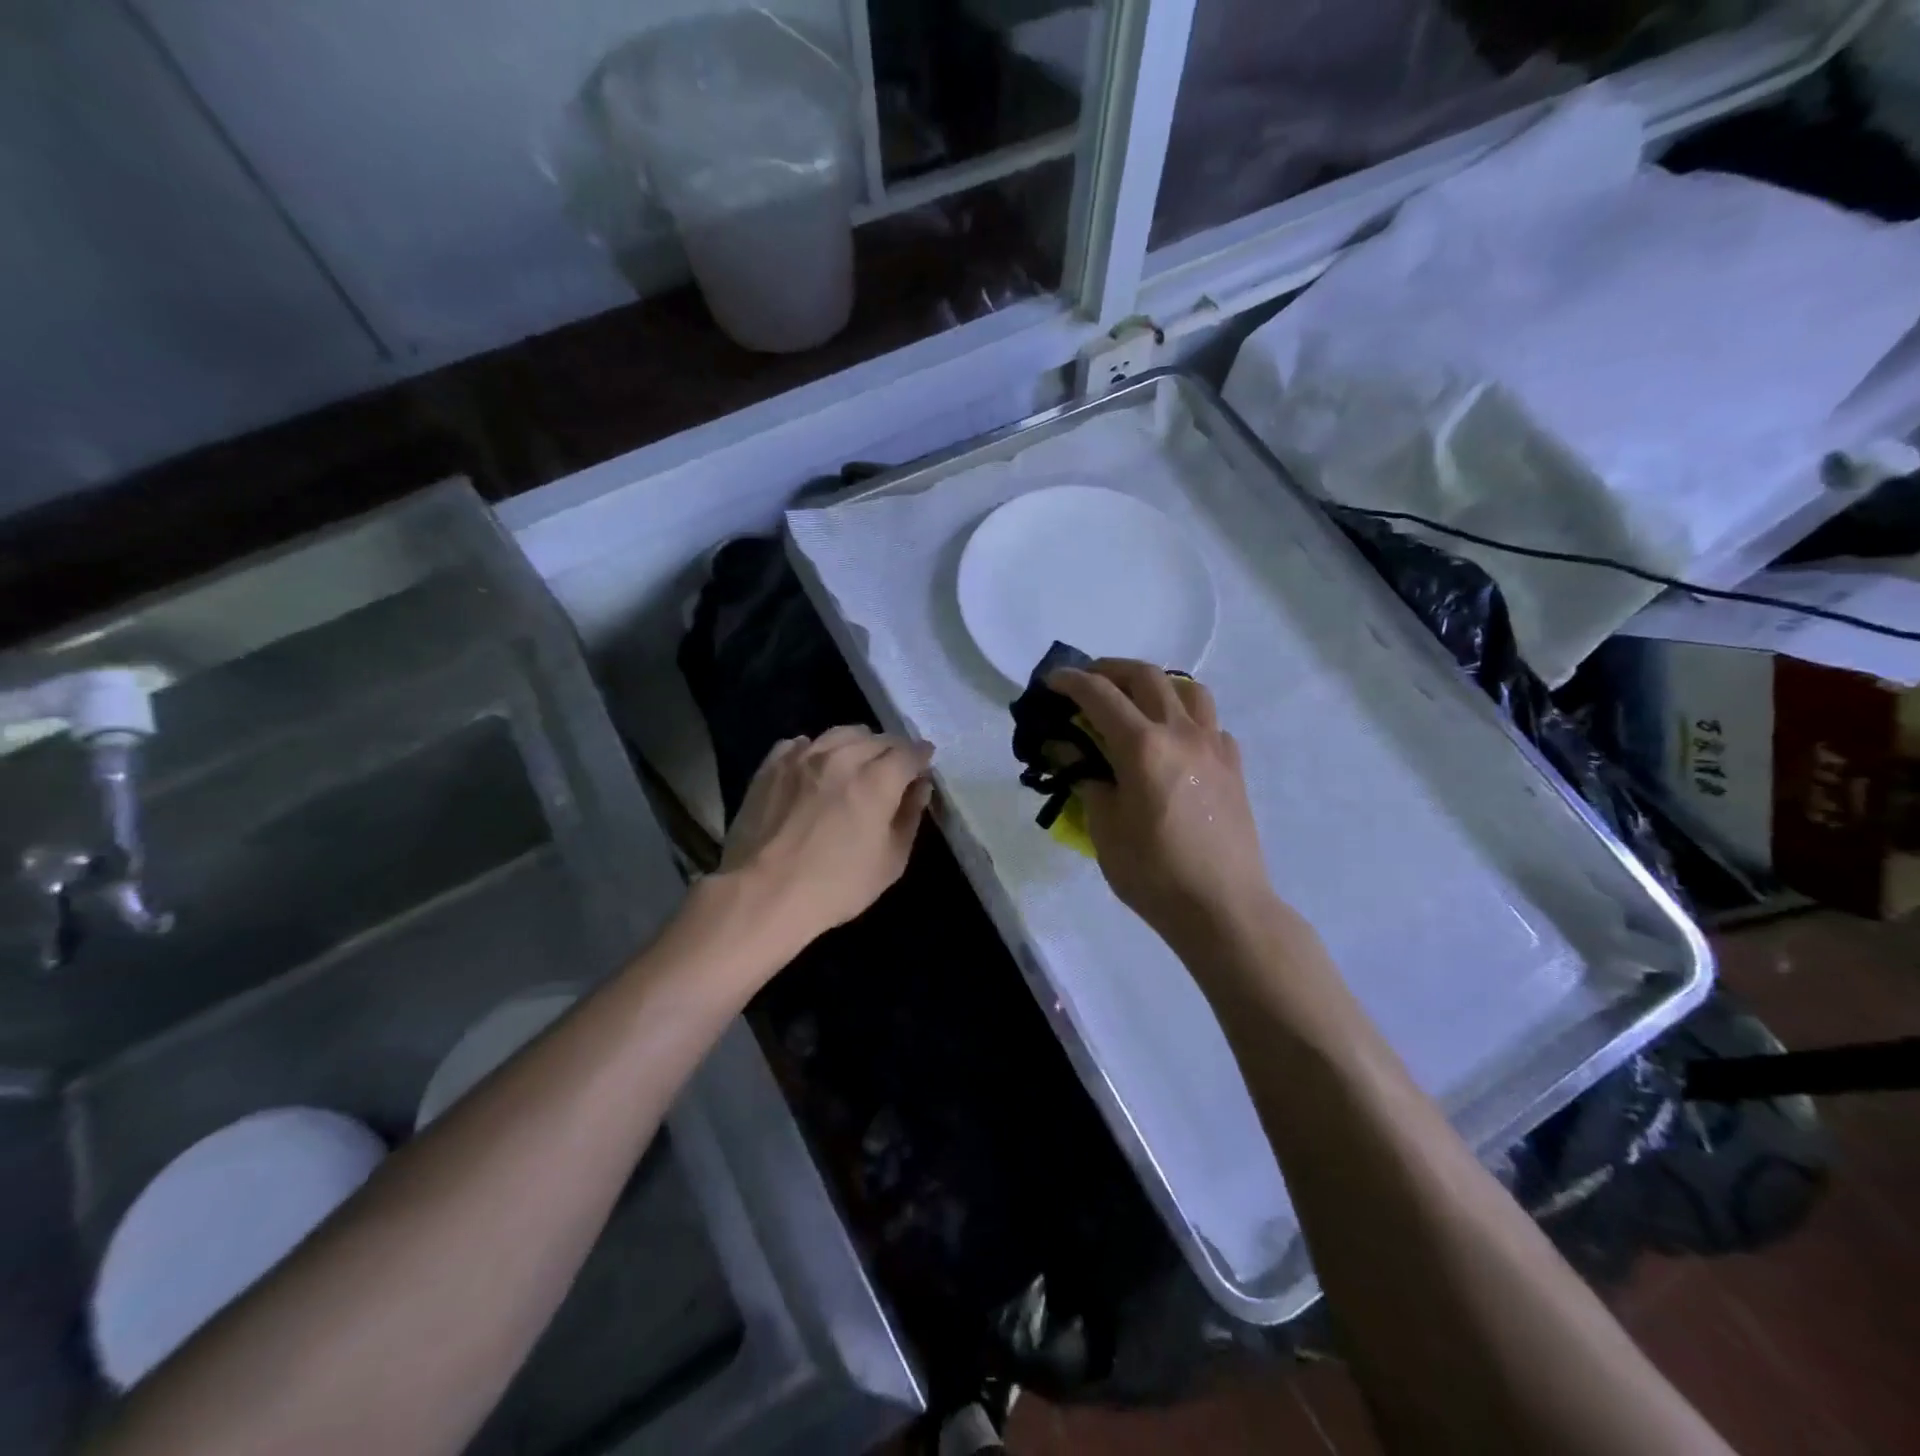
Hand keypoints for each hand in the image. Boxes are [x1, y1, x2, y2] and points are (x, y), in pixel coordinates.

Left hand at [719, 726, 933, 946]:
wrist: (762, 894)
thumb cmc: (836, 886)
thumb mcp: (890, 862)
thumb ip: (910, 817)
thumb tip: (920, 787)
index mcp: (877, 779)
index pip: (909, 752)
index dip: (922, 757)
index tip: (925, 765)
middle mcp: (842, 756)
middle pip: (877, 739)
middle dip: (893, 751)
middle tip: (894, 770)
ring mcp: (802, 756)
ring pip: (840, 734)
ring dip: (857, 744)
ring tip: (857, 763)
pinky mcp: (772, 765)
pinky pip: (801, 744)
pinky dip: (816, 750)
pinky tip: (815, 767)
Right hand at [1050, 660, 1271, 946]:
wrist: (1223, 907)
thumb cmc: (1153, 873)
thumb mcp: (1104, 828)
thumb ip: (1086, 778)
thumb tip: (1067, 748)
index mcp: (1143, 746)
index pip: (1099, 694)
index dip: (1070, 681)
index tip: (1051, 680)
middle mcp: (1181, 732)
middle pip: (1145, 676)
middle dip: (1110, 669)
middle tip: (1087, 682)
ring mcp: (1214, 745)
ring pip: (1187, 689)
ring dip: (1155, 684)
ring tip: (1135, 701)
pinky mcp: (1234, 764)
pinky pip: (1209, 721)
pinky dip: (1184, 716)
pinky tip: (1173, 741)